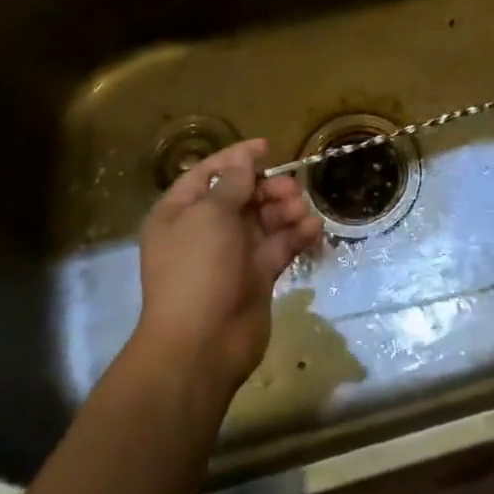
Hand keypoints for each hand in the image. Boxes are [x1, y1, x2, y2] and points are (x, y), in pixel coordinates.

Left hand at [132, 138, 323, 400]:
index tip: (268, 148)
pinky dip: (296, 235)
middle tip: (291, 190)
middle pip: (242, 195)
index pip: (209, 173)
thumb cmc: (197, 270)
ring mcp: (231, 255)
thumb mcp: (211, 215)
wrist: (201, 345)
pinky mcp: (256, 276)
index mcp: (180, 213)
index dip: (237, 158)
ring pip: (264, 219)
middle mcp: (204, 230)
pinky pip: (279, 246)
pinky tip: (313, 229)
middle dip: (269, 188)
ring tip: (302, 212)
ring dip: (286, 210)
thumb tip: (245, 157)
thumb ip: (233, 182)